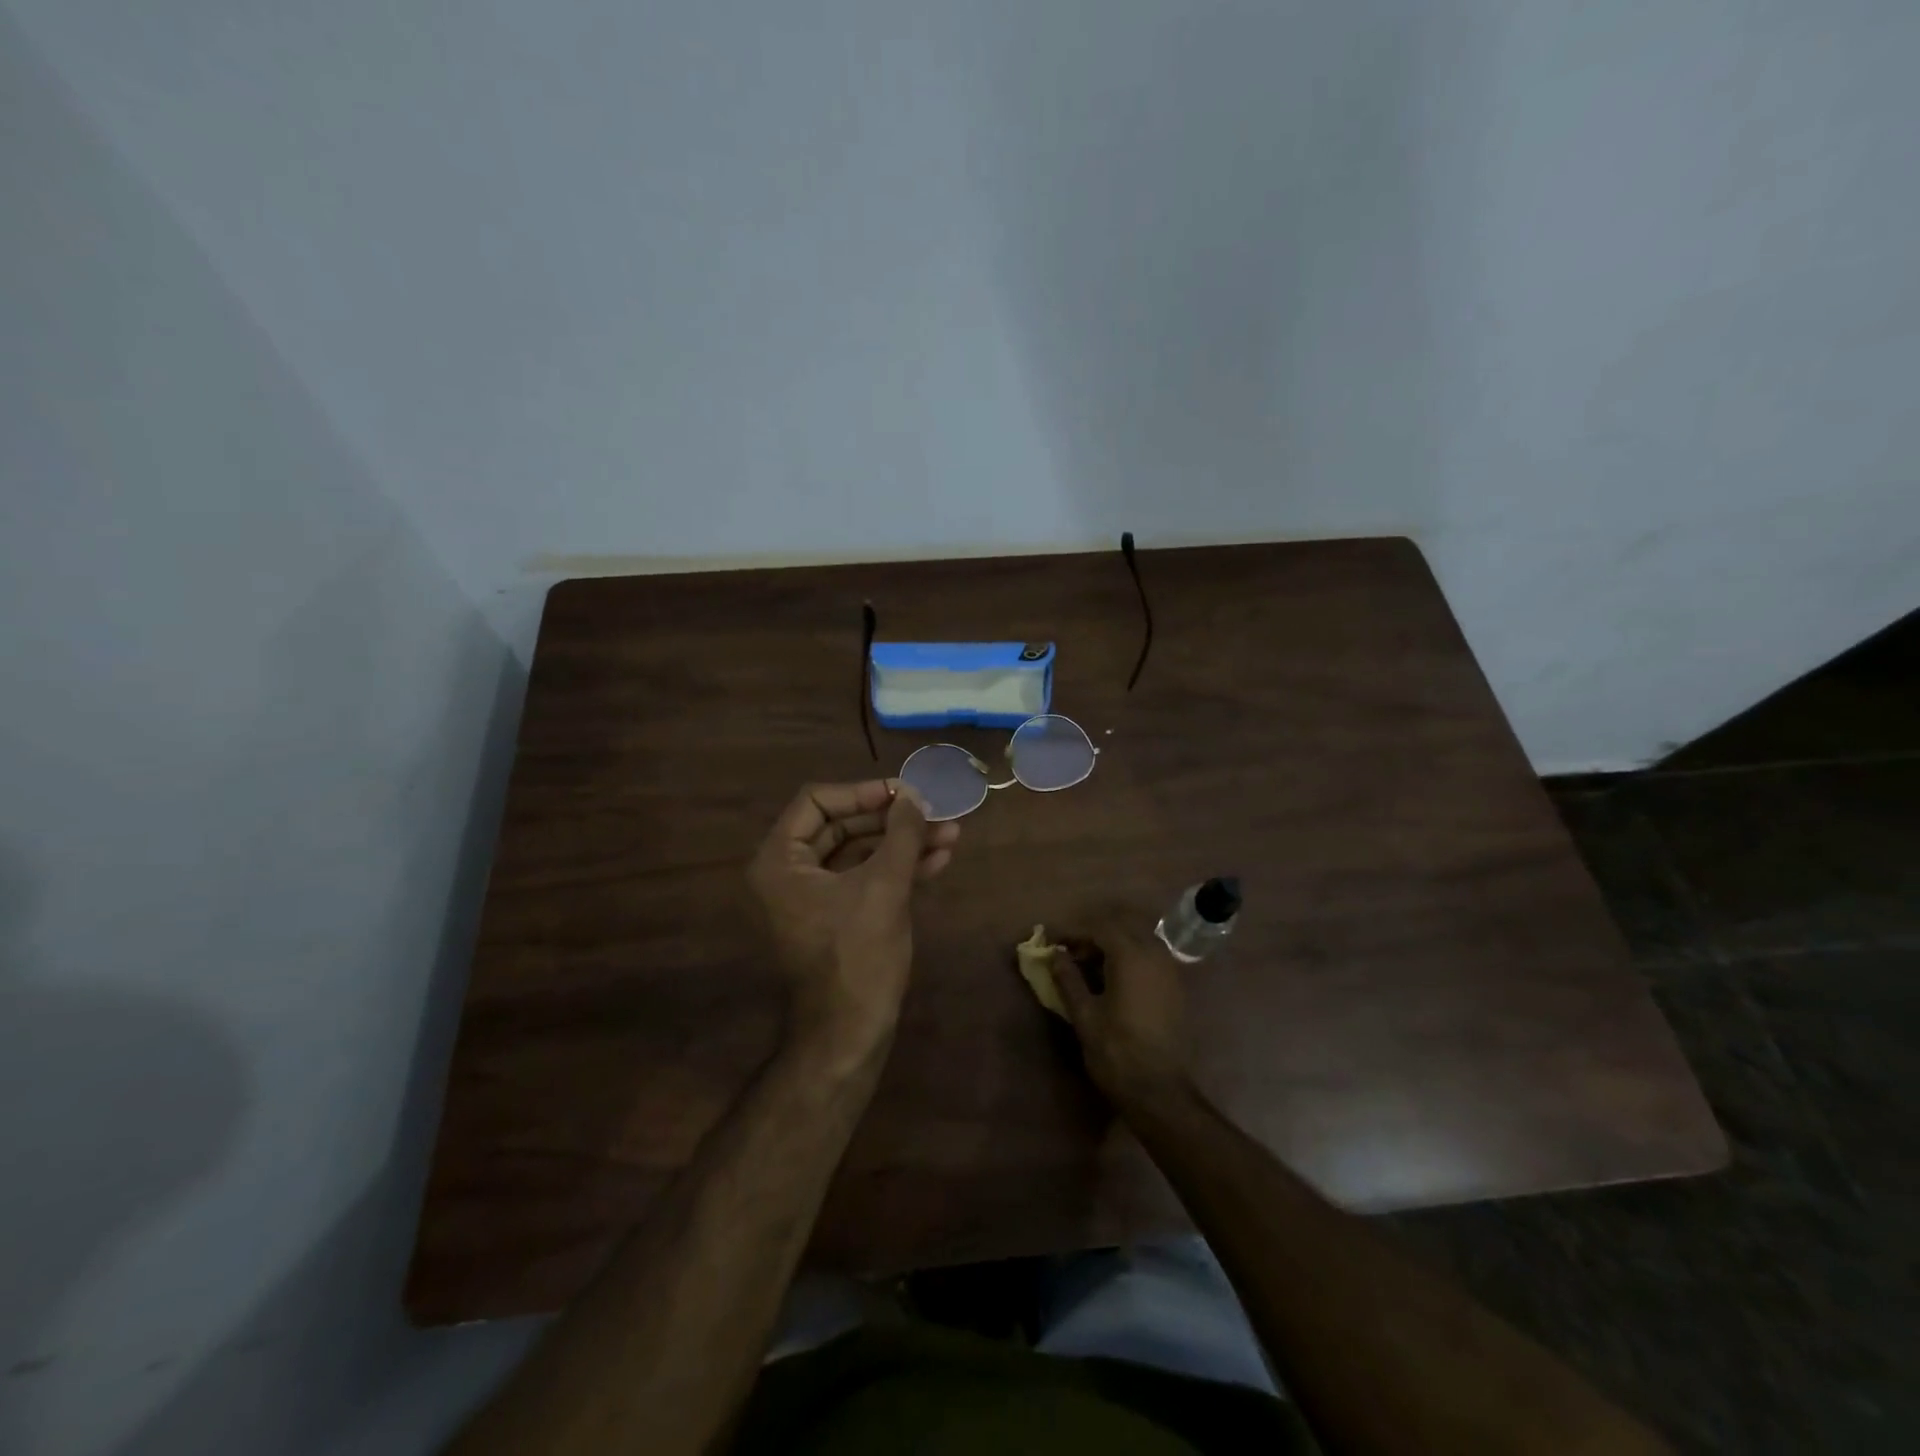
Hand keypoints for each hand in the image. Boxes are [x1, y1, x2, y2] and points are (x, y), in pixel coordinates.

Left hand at [748, 780, 959, 1062]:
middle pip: (841, 825)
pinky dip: (897, 868)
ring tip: (951, 834)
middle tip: (934, 812)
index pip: (817, 800)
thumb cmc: (858, 955)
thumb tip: (913, 794)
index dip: (863, 792)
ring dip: (903, 843)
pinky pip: (864, 878)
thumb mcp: (884, 886)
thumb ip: (901, 834)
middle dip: (892, 820)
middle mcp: (789, 872)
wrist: (849, 1033)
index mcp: (780, 860)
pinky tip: (938, 860)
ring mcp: (813, 896)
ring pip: (859, 852)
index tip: (904, 793)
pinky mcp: (836, 915)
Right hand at [1048, 910, 1190, 1103]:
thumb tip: (1056, 954)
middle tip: (1070, 953)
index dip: (1073, 932)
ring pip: (1138, 939)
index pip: (1098, 928)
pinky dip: (1130, 957)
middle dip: (1093, 935)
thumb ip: (1068, 979)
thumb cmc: (1117, 1052)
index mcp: (1130, 956)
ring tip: (1090, 966)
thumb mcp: (1085, 1015)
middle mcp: (1154, 954)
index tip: (1052, 943)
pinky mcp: (1176, 987)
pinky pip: (1150, 956)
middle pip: (1121, 927)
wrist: (1161, 1092)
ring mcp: (1169, 970)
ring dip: (1113, 945)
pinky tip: (1114, 979)